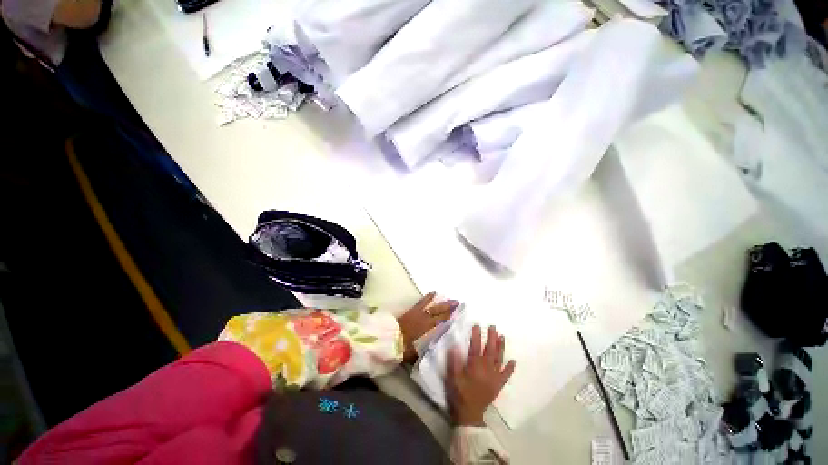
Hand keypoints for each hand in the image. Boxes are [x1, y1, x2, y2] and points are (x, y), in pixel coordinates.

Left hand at [397, 292, 457, 361]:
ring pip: (434, 306)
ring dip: (443, 302)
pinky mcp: (413, 310)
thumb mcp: (417, 353)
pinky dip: (428, 297)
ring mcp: (419, 313)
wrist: (389, 338)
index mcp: (428, 329)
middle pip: (440, 312)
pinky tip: (434, 292)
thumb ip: (427, 350)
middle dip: (450, 308)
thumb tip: (437, 348)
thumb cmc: (403, 347)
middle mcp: (426, 319)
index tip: (460, 313)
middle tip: (459, 303)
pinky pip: (422, 301)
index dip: (452, 317)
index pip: (443, 321)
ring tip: (452, 299)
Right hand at [447, 325, 515, 425]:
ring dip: (501, 347)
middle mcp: (486, 369)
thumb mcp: (453, 377)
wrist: (470, 413)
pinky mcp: (498, 385)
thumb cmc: (460, 393)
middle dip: (491, 337)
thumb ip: (454, 361)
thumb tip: (455, 346)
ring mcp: (494, 377)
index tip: (477, 325)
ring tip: (502, 336)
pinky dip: (510, 368)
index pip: (476, 347)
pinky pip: (506, 375)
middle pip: (490, 350)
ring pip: (499, 359)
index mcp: (475, 366)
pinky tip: (513, 361)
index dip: (476, 335)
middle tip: (493, 326)